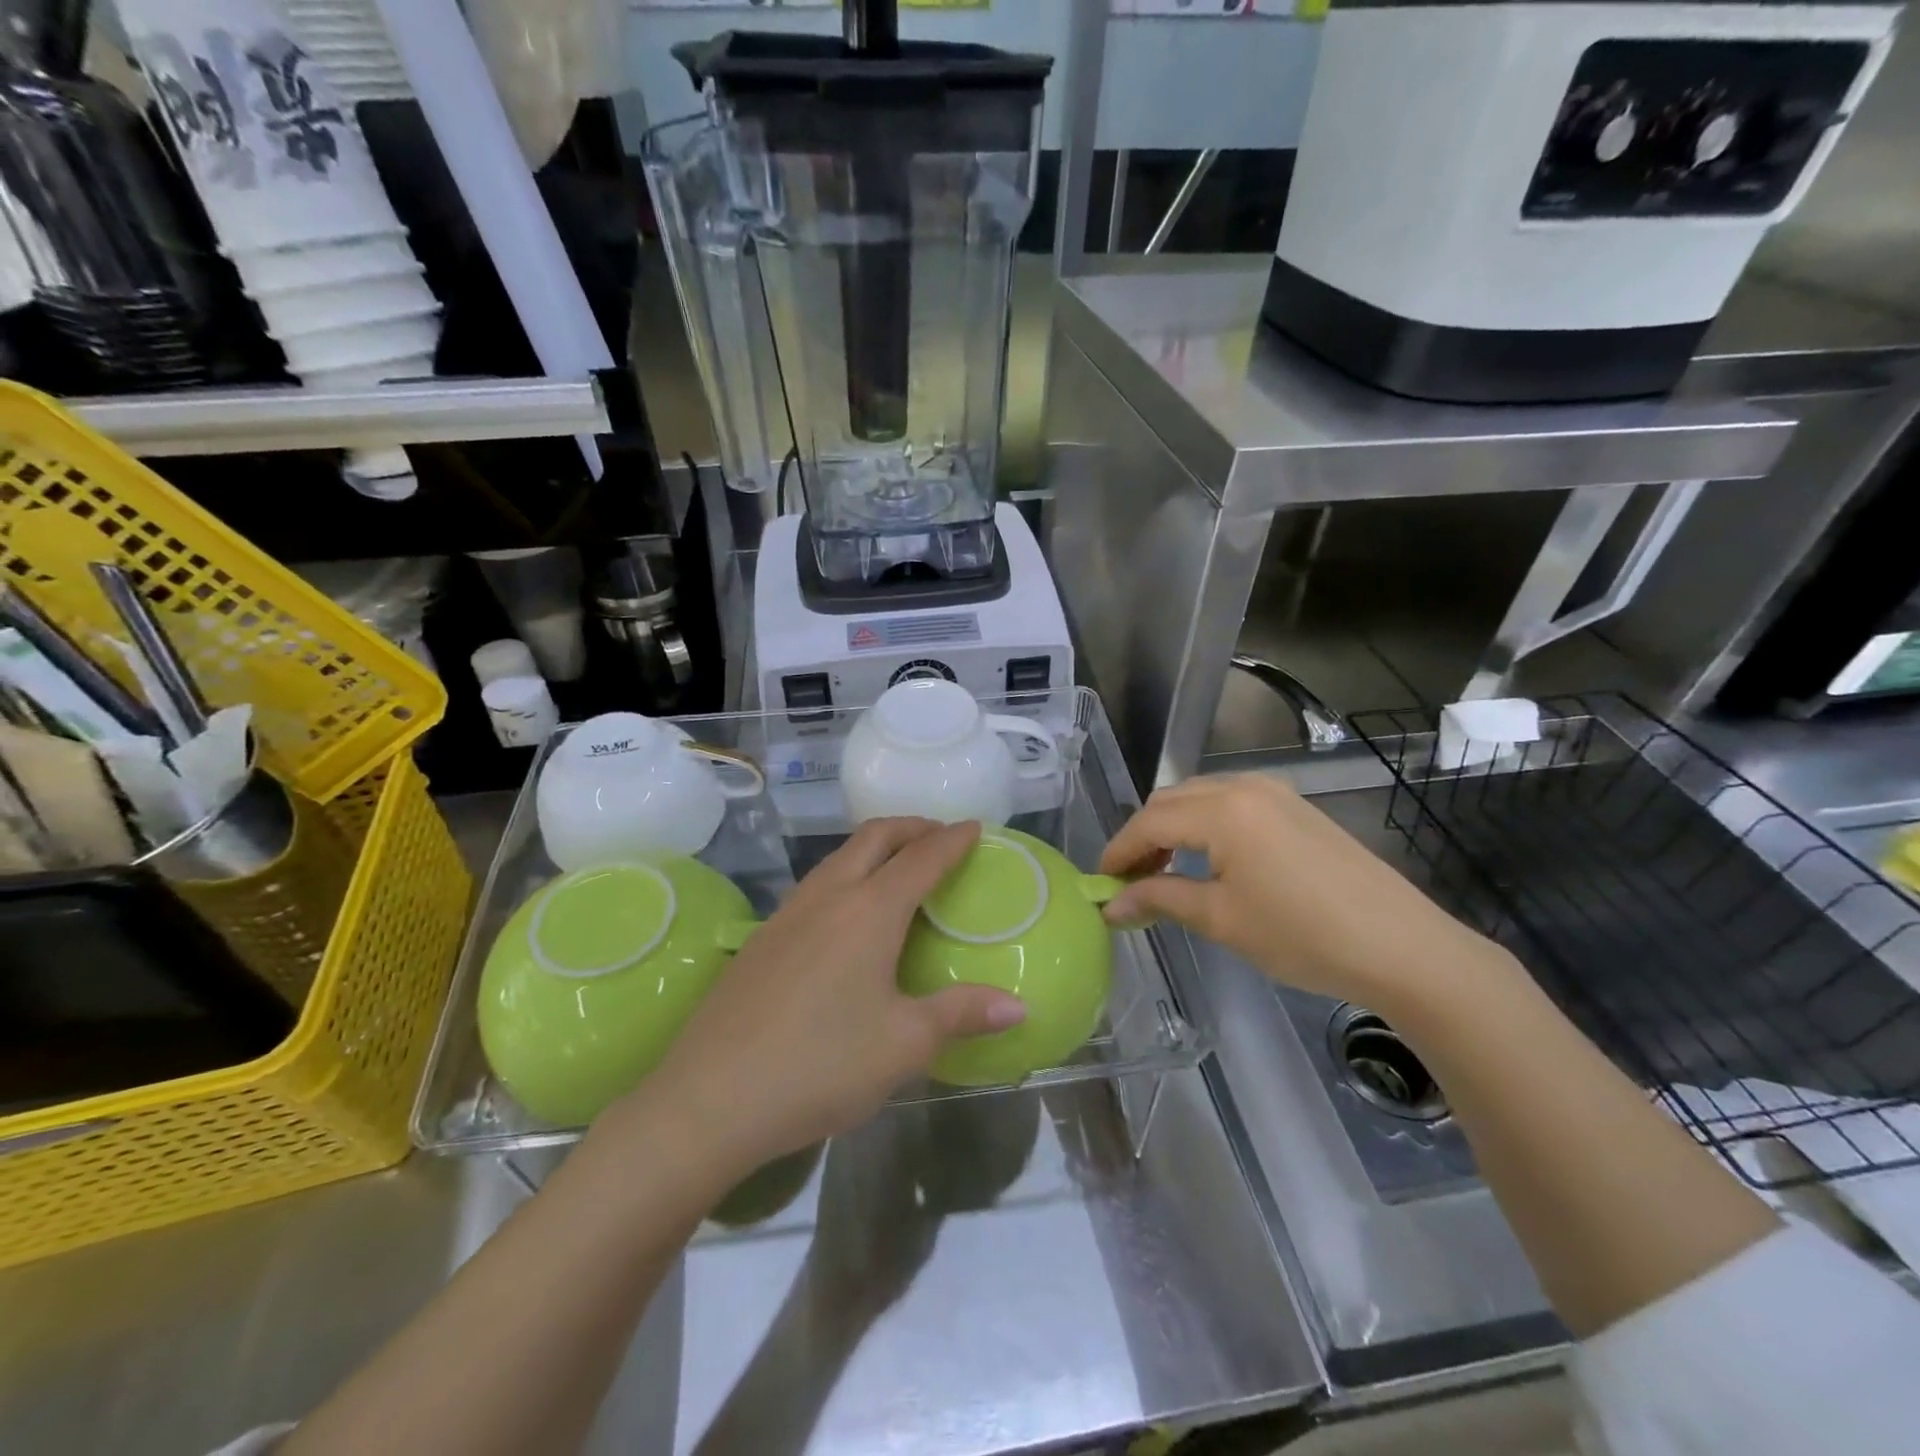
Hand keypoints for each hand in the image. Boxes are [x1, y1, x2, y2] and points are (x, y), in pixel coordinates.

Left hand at [638, 818, 1026, 1172]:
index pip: (921, 858)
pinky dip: (847, 875)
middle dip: (912, 827)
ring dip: (875, 848)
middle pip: (874, 837)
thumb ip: (961, 1015)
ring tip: (899, 869)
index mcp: (869, 912)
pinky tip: (848, 916)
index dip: (952, 840)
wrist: (710, 1098)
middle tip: (940, 837)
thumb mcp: (903, 1045)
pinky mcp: (762, 937)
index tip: (974, 828)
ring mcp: (788, 913)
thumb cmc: (820, 1066)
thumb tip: (1019, 1008)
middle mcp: (828, 896)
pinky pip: (815, 885)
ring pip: (838, 857)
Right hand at [1098, 773, 1506, 1014]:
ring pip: (1200, 798)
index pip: (1148, 822)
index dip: (1118, 852)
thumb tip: (1111, 905)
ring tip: (1164, 874)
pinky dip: (1205, 826)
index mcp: (1221, 810)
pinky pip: (1232, 804)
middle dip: (1142, 837)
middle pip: (1171, 801)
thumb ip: (1159, 900)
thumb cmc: (1302, 935)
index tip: (1100, 885)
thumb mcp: (1221, 919)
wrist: (1403, 948)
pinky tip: (1208, 861)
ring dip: (1173, 829)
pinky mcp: (1297, 808)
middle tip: (1129, 883)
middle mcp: (1244, 787)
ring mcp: (1275, 793)